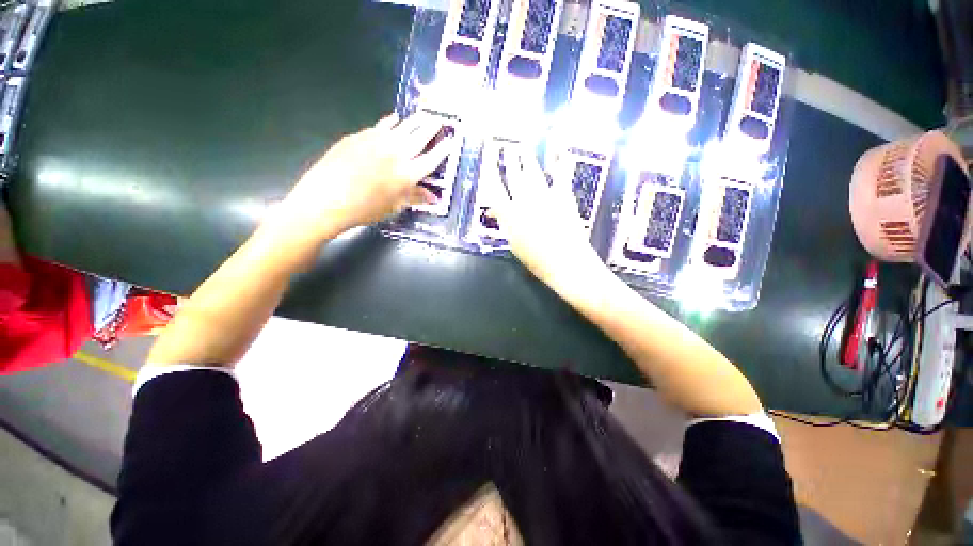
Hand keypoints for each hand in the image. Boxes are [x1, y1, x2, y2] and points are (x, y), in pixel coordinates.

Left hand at [275, 113, 455, 241]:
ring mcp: (376, 142)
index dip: (442, 150)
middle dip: (431, 128)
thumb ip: (414, 198)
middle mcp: (396, 154)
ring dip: (414, 121)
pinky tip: (394, 119)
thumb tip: (433, 197)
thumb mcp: (393, 207)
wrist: (326, 199)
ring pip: (401, 127)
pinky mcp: (359, 136)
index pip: (431, 160)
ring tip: (422, 114)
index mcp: (407, 175)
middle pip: (419, 137)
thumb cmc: (364, 209)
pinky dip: (390, 122)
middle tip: (438, 120)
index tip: (450, 140)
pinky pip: (380, 126)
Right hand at [490, 146, 606, 292]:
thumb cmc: (536, 260)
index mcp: (509, 215)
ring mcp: (544, 196)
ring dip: (526, 158)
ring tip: (522, 146)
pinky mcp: (563, 196)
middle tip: (505, 147)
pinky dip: (560, 162)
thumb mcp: (514, 244)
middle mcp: (523, 201)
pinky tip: (559, 151)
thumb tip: (495, 211)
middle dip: (508, 160)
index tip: (487, 160)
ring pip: (532, 172)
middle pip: (513, 176)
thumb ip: (506, 224)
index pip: (495, 188)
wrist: (565, 262)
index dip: (490, 171)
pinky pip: (560, 175)